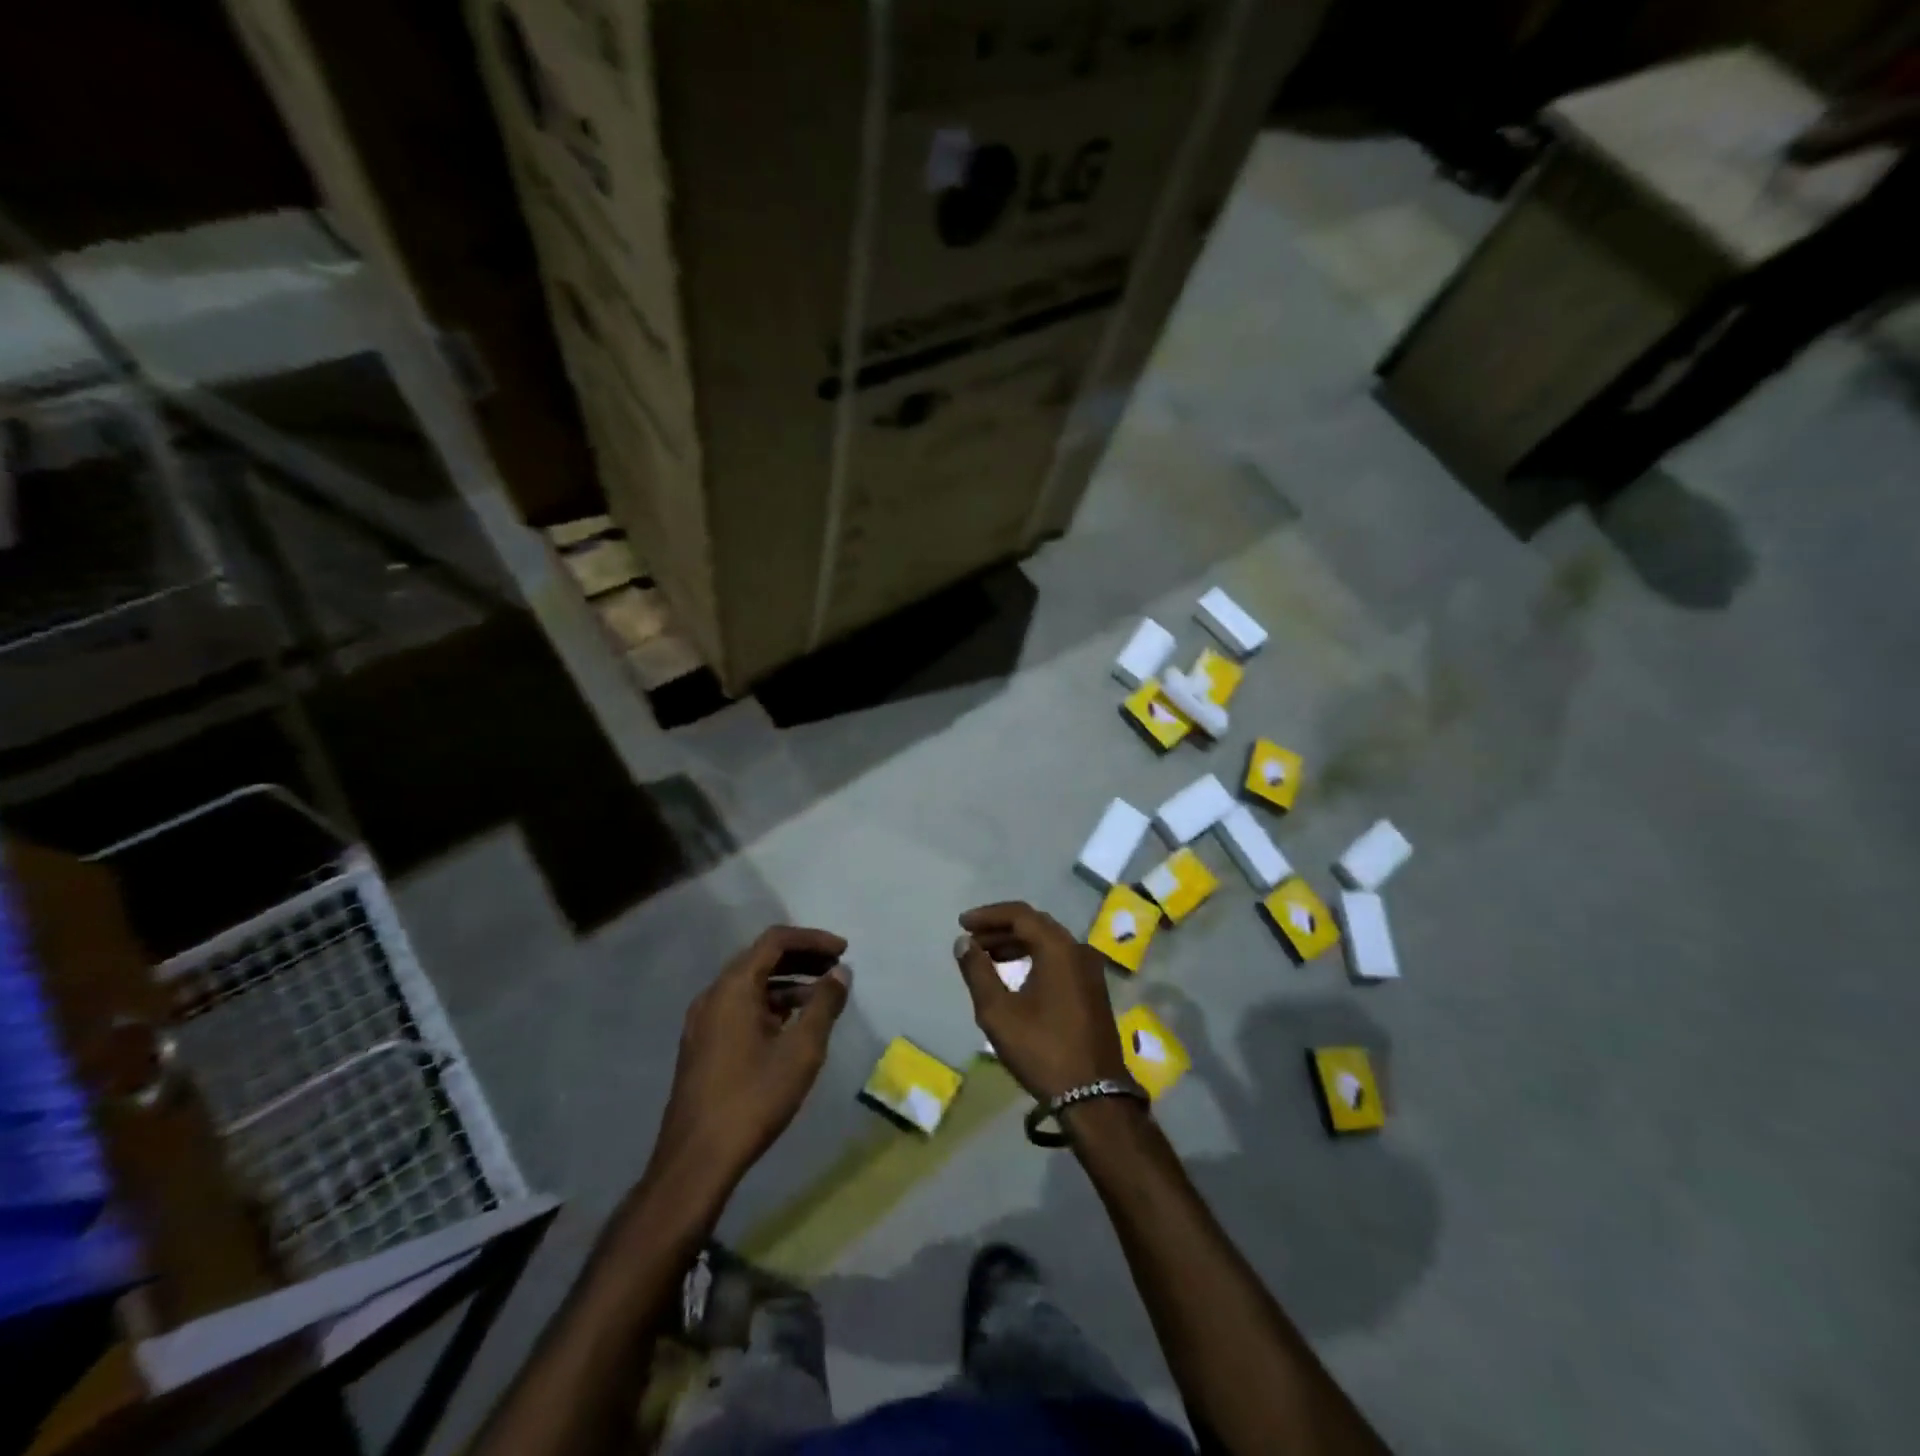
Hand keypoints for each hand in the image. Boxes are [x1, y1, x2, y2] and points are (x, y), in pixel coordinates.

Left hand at [648, 926, 850, 1194]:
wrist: (696, 1160)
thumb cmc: (753, 1098)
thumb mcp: (801, 1050)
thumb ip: (824, 1004)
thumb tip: (840, 972)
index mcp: (733, 987)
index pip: (775, 940)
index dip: (813, 939)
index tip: (844, 951)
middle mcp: (713, 995)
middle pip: (761, 958)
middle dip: (802, 959)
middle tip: (837, 969)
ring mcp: (704, 1021)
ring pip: (751, 985)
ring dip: (788, 983)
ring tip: (823, 998)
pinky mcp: (703, 1045)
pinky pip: (740, 1007)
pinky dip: (770, 1004)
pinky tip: (793, 1025)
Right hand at [953, 901, 1129, 1101]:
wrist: (1094, 1095)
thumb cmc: (1042, 1050)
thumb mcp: (998, 1012)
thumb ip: (977, 971)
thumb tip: (964, 943)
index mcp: (1058, 948)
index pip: (1020, 914)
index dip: (988, 915)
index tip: (963, 924)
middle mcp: (1078, 949)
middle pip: (1035, 924)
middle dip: (1000, 929)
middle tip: (972, 941)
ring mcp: (1090, 969)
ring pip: (1048, 941)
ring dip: (1016, 943)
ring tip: (987, 957)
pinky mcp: (1093, 988)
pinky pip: (1059, 958)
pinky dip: (1034, 957)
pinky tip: (1015, 974)